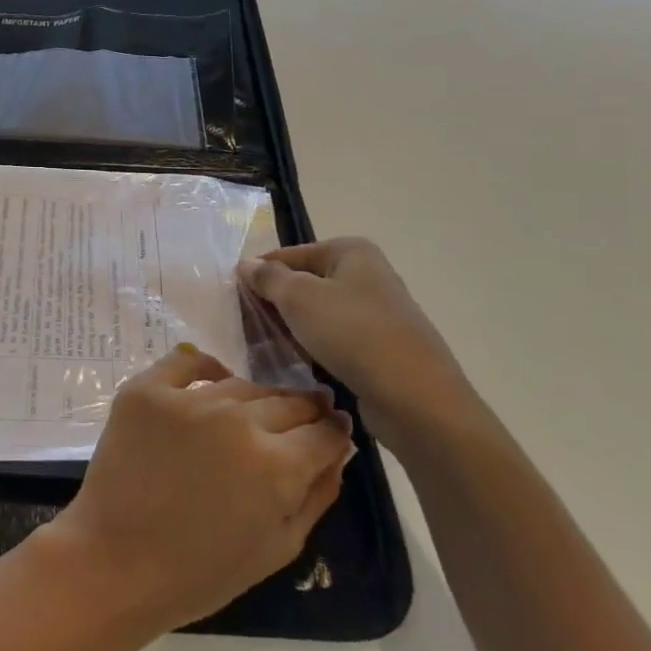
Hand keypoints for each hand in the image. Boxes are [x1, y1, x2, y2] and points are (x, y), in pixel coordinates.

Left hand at [39, 345, 355, 636]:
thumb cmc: (202, 572)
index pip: (322, 433)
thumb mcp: (278, 548)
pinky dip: (205, 366)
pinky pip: (186, 362)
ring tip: (259, 409)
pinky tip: (216, 378)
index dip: (334, 431)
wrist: (117, 562)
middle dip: (304, 410)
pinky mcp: (147, 390)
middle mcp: (237, 419)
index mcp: (276, 464)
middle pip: (286, 402)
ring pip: (241, 385)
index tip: (335, 428)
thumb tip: (338, 452)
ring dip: (257, 397)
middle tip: (307, 414)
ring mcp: (189, 399)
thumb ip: (315, 494)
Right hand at [237, 238, 485, 455]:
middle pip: (304, 283)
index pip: (288, 255)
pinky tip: (297, 365)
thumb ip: (268, 277)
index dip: (258, 276)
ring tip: (264, 350)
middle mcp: (367, 274)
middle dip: (274, 304)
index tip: (233, 301)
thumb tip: (246, 264)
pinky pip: (335, 340)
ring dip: (292, 330)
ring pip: (318, 314)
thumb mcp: (299, 298)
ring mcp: (377, 312)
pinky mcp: (381, 346)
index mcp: (350, 251)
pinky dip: (314, 348)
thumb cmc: (353, 334)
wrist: (417, 399)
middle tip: (245, 329)